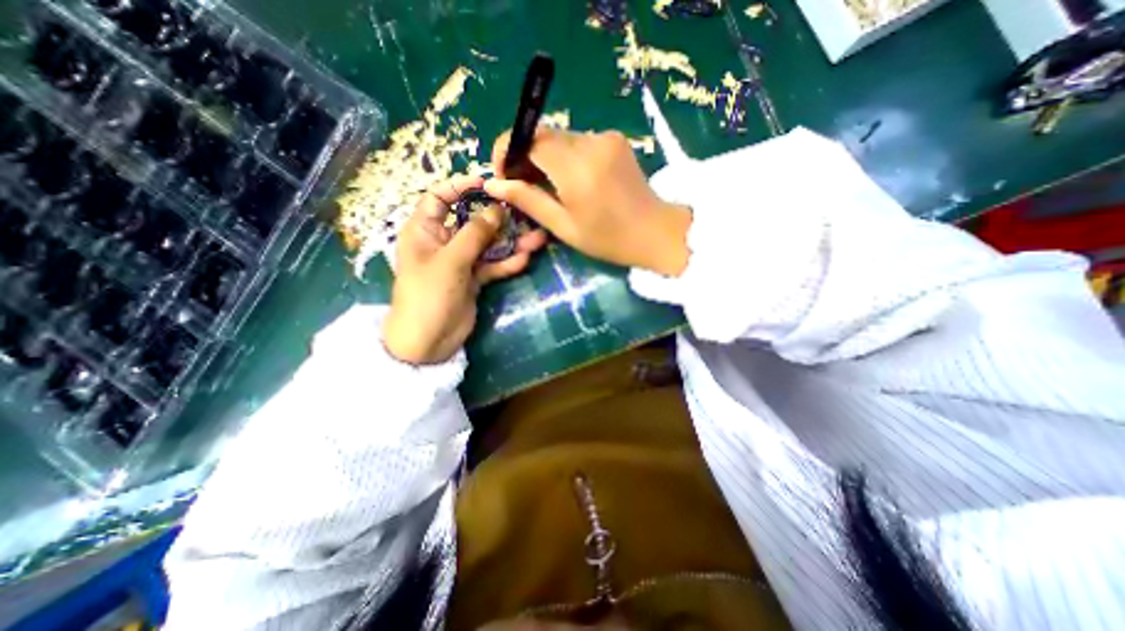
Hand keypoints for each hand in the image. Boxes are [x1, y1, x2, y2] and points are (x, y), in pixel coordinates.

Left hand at [383, 174, 550, 365]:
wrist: (428, 341)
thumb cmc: (429, 295)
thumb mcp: (451, 260)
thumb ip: (475, 233)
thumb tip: (497, 208)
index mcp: (425, 230)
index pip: (439, 197)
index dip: (460, 187)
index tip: (488, 183)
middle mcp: (443, 241)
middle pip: (472, 221)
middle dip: (498, 218)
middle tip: (524, 212)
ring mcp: (461, 261)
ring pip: (488, 245)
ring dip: (511, 242)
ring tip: (537, 238)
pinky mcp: (474, 278)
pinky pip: (493, 265)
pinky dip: (507, 263)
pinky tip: (525, 259)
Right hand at [487, 128, 690, 274]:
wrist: (655, 232)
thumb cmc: (608, 239)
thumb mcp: (563, 226)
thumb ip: (528, 200)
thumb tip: (493, 184)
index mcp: (576, 167)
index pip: (528, 138)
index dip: (508, 150)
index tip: (503, 175)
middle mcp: (590, 142)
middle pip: (543, 136)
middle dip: (525, 156)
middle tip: (522, 186)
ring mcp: (606, 137)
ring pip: (560, 138)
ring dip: (546, 158)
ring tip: (546, 187)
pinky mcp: (615, 139)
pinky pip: (579, 142)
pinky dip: (566, 157)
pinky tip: (571, 181)